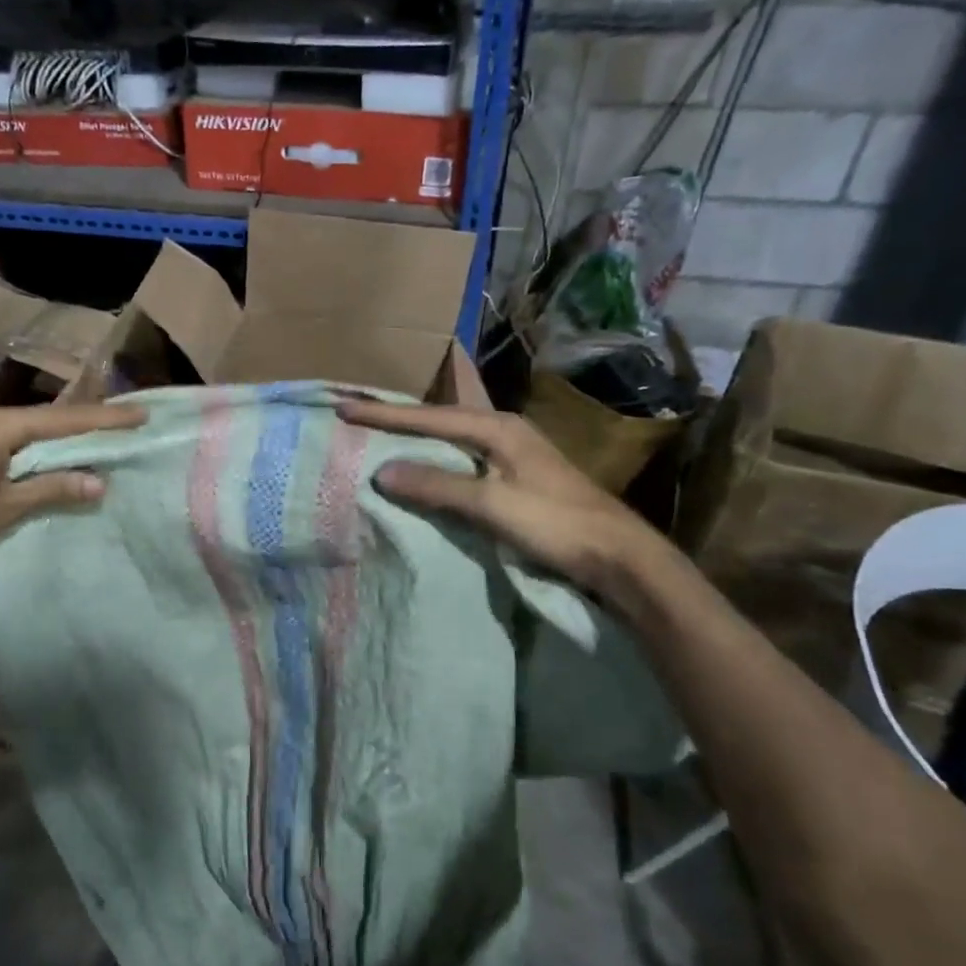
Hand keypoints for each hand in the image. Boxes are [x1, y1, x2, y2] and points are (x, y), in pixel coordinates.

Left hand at [0, 400, 144, 574]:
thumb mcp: (1, 509)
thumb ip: (50, 489)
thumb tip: (98, 482)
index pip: (62, 419)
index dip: (104, 419)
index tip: (140, 414)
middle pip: (36, 418)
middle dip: (74, 425)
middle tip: (109, 428)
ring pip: (9, 427)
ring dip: (41, 438)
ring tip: (68, 447)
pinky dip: (12, 446)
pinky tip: (16, 460)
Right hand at [336, 399, 664, 598]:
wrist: (620, 557)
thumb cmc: (557, 524)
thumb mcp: (492, 504)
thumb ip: (437, 486)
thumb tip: (382, 471)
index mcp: (499, 427)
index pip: (429, 417)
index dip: (385, 415)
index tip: (345, 409)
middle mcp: (505, 431)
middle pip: (440, 420)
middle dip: (398, 419)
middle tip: (357, 416)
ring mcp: (513, 454)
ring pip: (451, 440)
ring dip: (416, 440)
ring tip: (379, 438)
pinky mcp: (517, 478)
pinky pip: (462, 461)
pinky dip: (435, 462)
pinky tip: (421, 470)